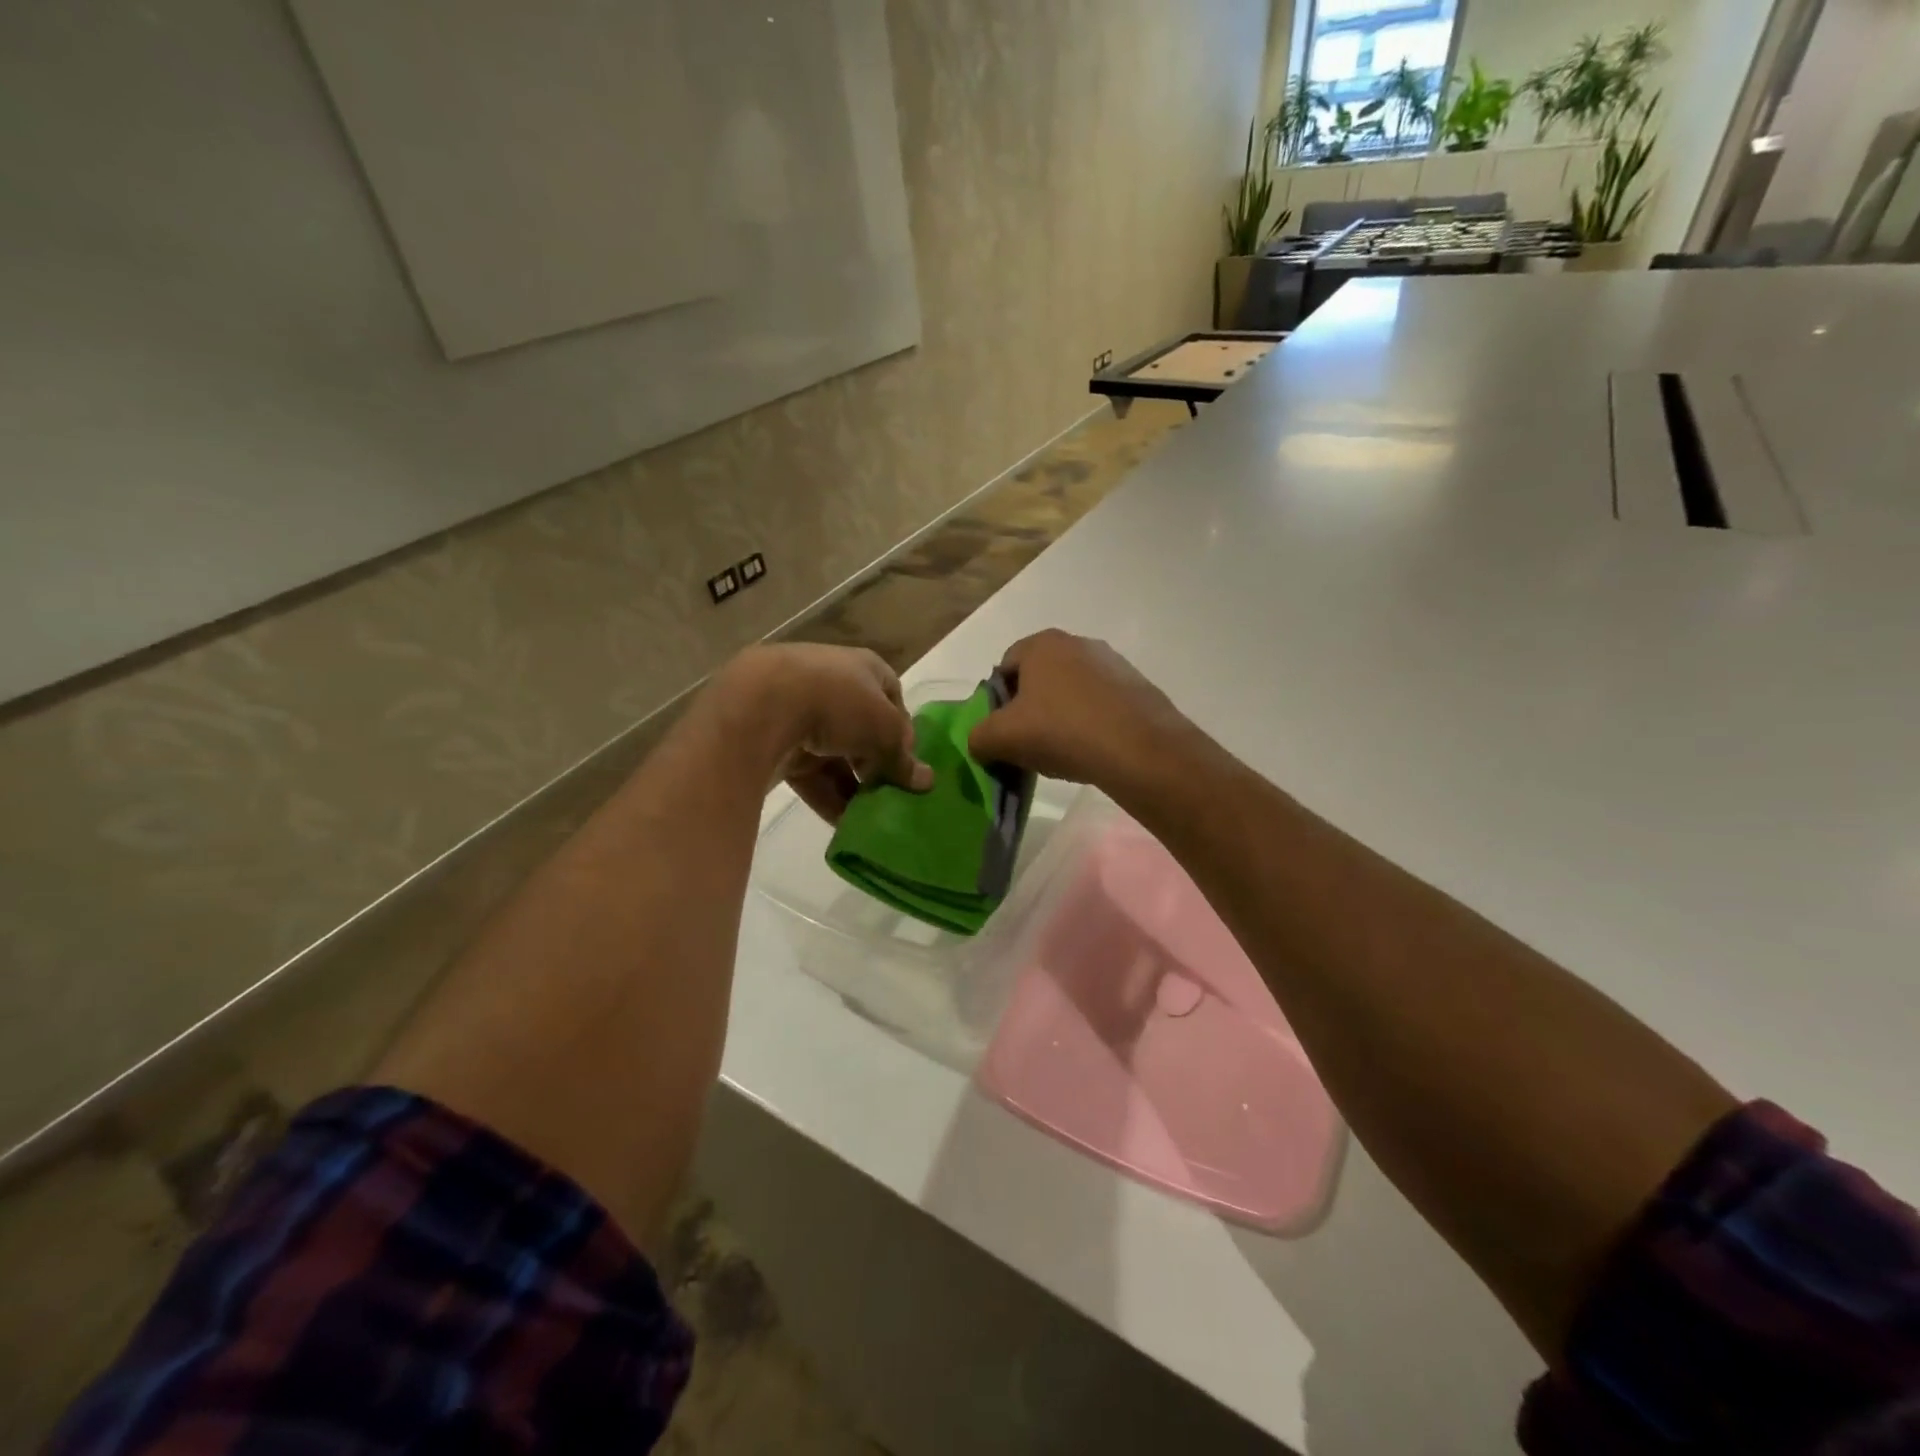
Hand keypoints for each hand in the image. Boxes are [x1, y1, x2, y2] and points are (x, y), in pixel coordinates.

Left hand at [710, 644, 931, 821]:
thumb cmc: (838, 702)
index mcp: (862, 668)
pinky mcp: (774, 741)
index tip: (908, 763)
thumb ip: (904, 758)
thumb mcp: (885, 729)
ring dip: (853, 786)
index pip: (892, 698)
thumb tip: (926, 782)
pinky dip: (826, 796)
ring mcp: (799, 711)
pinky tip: (843, 825)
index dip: (903, 731)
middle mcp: (831, 685)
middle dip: (876, 763)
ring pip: (834, 755)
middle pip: (862, 730)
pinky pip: (808, 773)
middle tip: (890, 794)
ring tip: (870, 816)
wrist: (761, 704)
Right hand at [968, 630, 1191, 792]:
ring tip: (1064, 752)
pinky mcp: (1137, 687)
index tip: (1003, 731)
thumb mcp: (1001, 738)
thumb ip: (978, 737)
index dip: (997, 701)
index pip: (1004, 667)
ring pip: (1071, 691)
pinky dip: (1091, 723)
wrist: (1139, 749)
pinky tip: (1093, 750)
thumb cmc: (1061, 731)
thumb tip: (980, 742)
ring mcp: (1113, 663)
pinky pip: (1101, 704)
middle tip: (1029, 744)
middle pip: (1039, 678)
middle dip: (1030, 709)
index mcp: (1041, 644)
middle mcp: (1078, 642)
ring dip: (1062, 717)